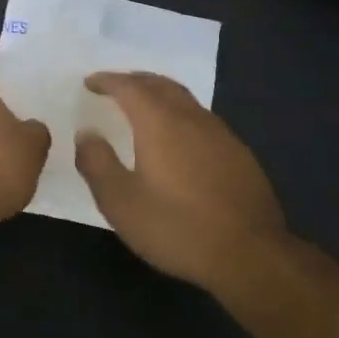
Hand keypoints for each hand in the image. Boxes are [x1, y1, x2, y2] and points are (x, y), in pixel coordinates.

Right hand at [75, 72, 286, 296]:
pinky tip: (180, 139)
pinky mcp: (240, 155)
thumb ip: (97, 163)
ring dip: (160, 95)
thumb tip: (87, 133)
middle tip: (116, 86)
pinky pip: (202, 120)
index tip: (90, 82)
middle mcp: (191, 118)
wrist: (251, 256)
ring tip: (144, 108)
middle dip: (135, 80)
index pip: (129, 87)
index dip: (107, 81)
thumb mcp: (121, 202)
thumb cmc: (177, 227)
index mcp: (159, 122)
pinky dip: (181, 116)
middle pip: (161, 84)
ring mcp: (220, 134)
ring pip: (185, 100)